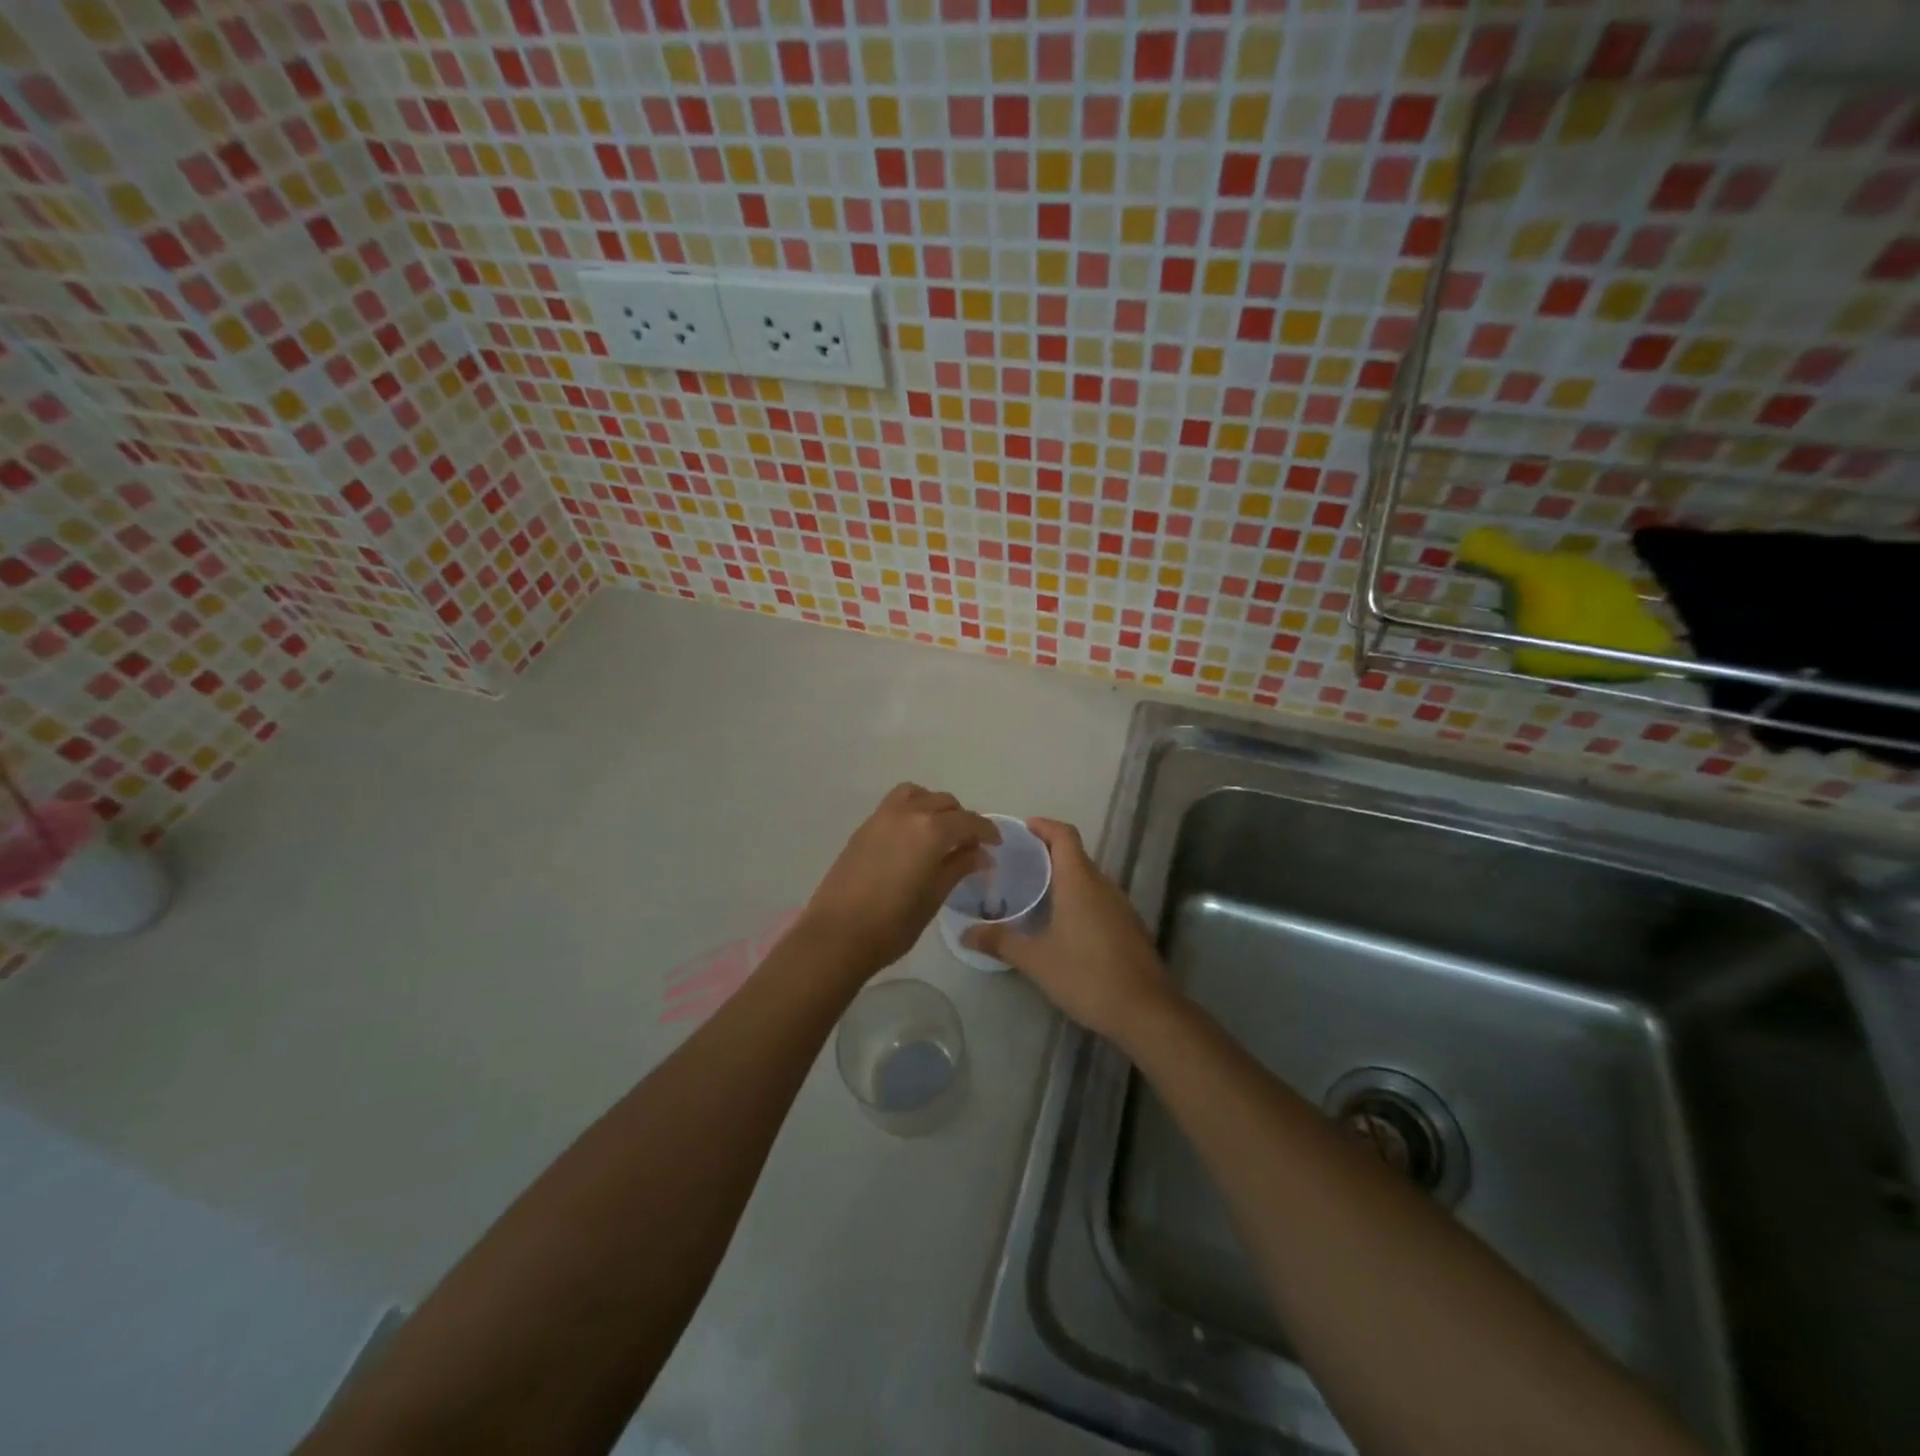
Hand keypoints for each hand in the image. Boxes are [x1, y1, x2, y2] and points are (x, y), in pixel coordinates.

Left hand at [799, 784, 998, 979]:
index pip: (969, 821)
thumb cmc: (893, 923)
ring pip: (917, 795)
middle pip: (944, 803)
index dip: (987, 831)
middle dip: (962, 819)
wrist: (837, 935)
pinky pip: (896, 805)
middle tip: (969, 845)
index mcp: (931, 830)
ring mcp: (881, 817)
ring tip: (940, 834)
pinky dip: (912, 810)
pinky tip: (914, 839)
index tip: (996, 845)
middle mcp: (908, 813)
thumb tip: (981, 854)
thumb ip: (959, 866)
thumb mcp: (935, 896)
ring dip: (934, 807)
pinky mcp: (864, 827)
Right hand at [963, 818, 1173, 1044]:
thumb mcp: (1036, 960)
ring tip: (1034, 893)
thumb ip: (1000, 942)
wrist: (1146, 1010)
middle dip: (1047, 853)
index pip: (1064, 835)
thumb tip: (964, 933)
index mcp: (1079, 881)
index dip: (1043, 826)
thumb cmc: (1087, 975)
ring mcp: (1120, 905)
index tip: (1021, 829)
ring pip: (1088, 878)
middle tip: (1016, 864)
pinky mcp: (1129, 926)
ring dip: (1063, 877)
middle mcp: (1103, 885)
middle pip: (1075, 855)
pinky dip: (1078, 898)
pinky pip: (1099, 899)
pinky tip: (1062, 924)